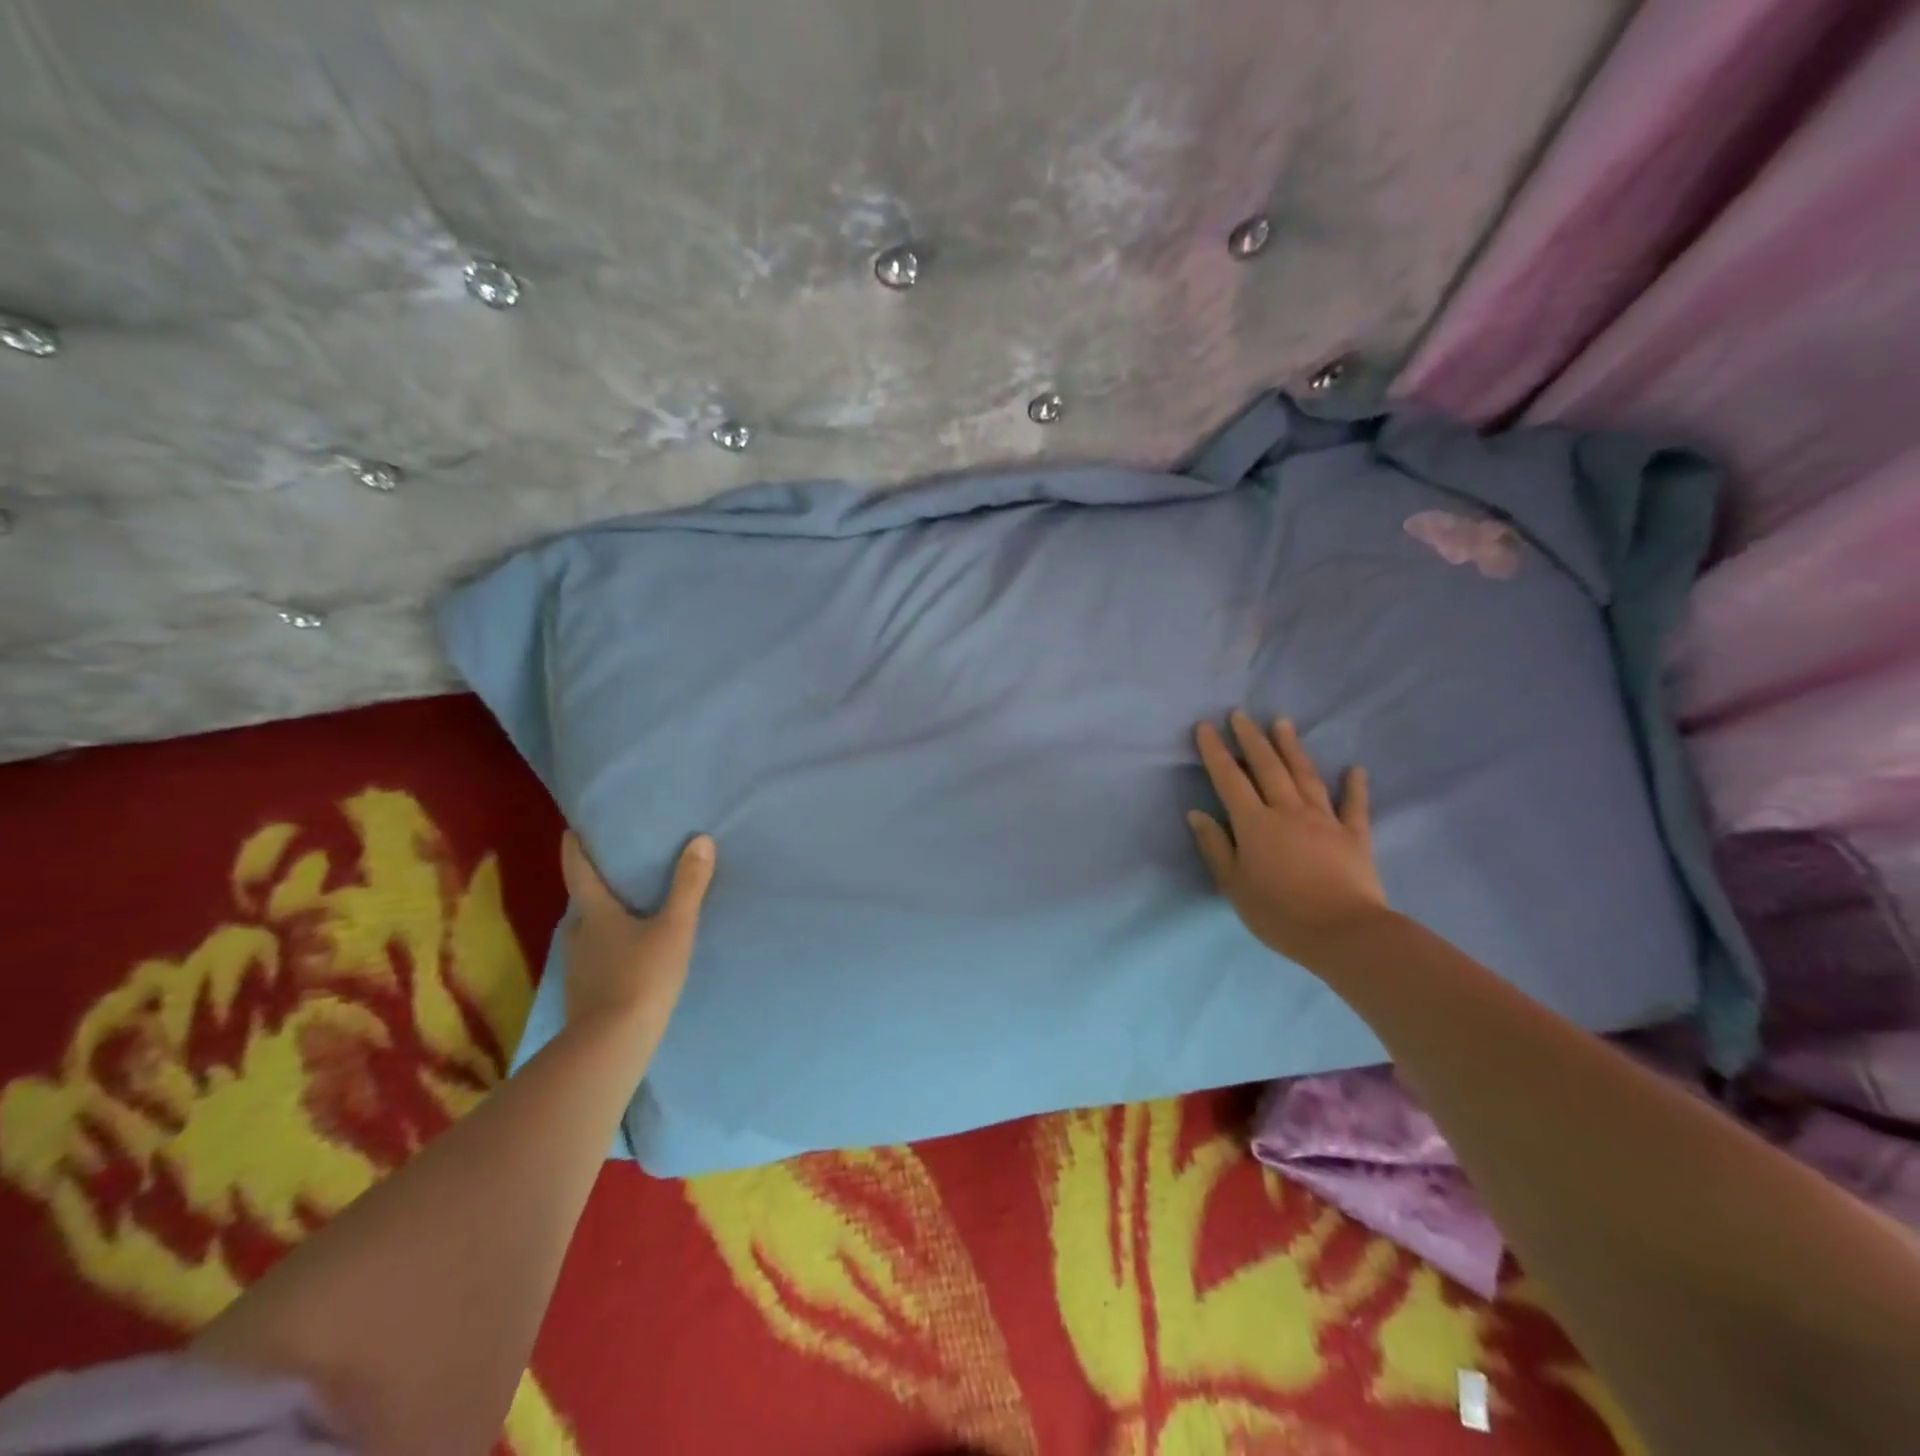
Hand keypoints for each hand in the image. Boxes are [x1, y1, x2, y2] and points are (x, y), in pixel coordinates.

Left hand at [560, 830, 714, 1034]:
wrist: (612, 1045)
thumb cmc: (642, 977)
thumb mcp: (675, 928)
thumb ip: (689, 885)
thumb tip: (701, 840)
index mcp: (594, 914)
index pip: (578, 872)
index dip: (575, 849)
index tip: (572, 830)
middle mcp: (577, 936)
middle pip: (583, 904)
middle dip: (597, 888)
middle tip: (619, 875)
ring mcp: (576, 968)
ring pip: (588, 934)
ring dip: (603, 921)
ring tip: (629, 914)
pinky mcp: (583, 994)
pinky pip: (594, 960)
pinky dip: (608, 950)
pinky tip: (628, 956)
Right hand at [1187, 711, 1387, 965]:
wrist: (1344, 933)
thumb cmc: (1278, 913)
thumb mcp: (1234, 885)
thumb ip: (1215, 847)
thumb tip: (1197, 814)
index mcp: (1254, 824)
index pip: (1229, 779)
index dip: (1215, 752)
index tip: (1205, 726)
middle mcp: (1288, 811)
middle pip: (1267, 767)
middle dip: (1251, 738)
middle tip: (1240, 714)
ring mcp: (1325, 820)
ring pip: (1305, 776)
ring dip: (1292, 748)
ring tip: (1282, 722)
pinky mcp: (1355, 836)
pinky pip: (1354, 806)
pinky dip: (1355, 786)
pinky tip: (1355, 769)